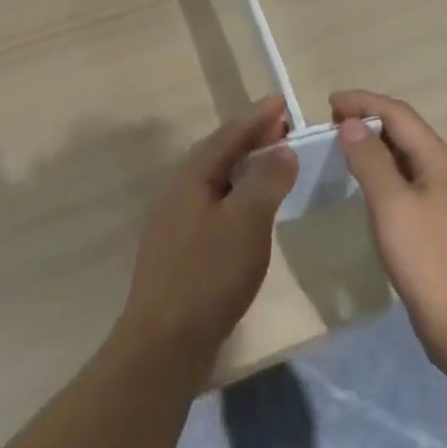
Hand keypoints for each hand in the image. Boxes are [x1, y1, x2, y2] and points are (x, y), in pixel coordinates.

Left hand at [116, 97, 296, 373]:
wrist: (164, 345)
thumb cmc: (208, 275)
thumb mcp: (246, 221)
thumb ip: (266, 180)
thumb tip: (281, 149)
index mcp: (191, 177)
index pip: (228, 135)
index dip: (256, 118)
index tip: (281, 102)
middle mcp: (178, 192)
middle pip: (218, 154)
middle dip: (250, 138)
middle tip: (283, 130)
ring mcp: (175, 223)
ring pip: (215, 181)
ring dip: (244, 167)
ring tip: (272, 166)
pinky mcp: (180, 252)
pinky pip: (214, 206)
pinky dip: (237, 196)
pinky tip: (250, 213)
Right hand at [331, 90, 446, 371]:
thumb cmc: (430, 261)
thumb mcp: (393, 206)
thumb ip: (370, 161)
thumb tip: (353, 123)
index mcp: (440, 161)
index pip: (399, 114)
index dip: (364, 102)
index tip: (329, 103)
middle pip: (406, 132)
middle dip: (369, 121)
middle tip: (332, 125)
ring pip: (408, 159)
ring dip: (376, 148)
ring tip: (344, 150)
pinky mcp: (443, 229)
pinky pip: (409, 185)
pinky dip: (385, 175)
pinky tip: (368, 190)